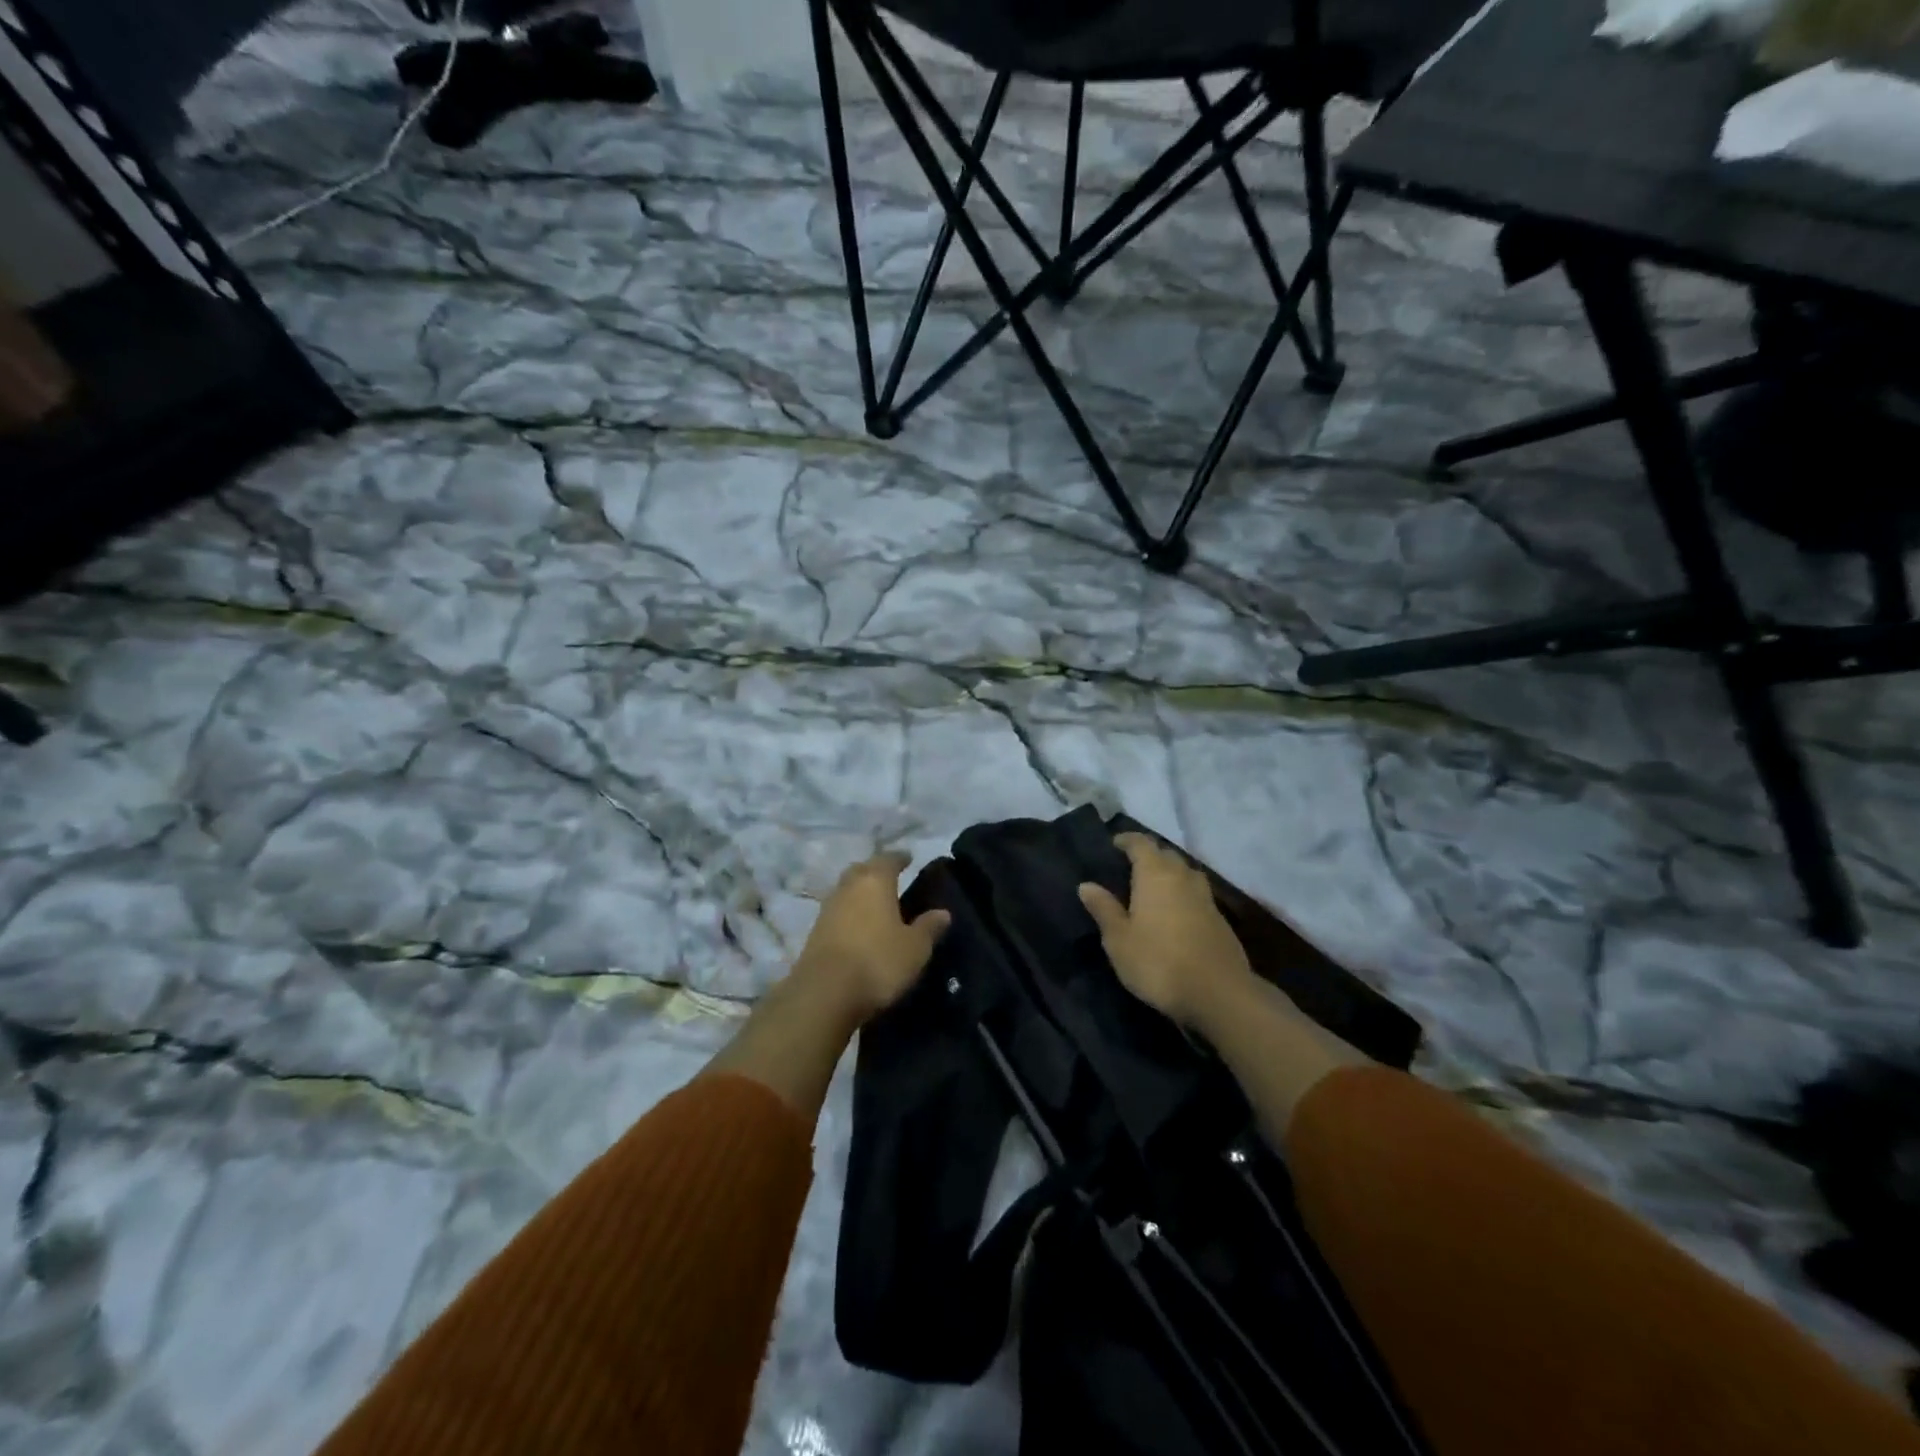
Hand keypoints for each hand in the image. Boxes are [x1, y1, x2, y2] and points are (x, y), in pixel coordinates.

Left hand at [791, 851, 950, 1024]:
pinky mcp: (814, 933)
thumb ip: (929, 927)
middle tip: (891, 879)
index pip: (888, 859)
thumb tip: (943, 912)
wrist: (824, 994)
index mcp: (874, 881)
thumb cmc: (877, 962)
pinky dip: (849, 915)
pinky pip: (837, 913)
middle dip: (875, 871)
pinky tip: (859, 928)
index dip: (899, 858)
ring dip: (860, 893)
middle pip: (862, 870)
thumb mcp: (915, 948)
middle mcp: (848, 887)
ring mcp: (827, 909)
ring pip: (846, 891)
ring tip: (876, 904)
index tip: (908, 858)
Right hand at [1078, 833, 1253, 1030]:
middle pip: (1166, 855)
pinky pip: (1197, 894)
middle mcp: (1182, 877)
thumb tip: (1086, 885)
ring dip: (1169, 874)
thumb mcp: (1119, 940)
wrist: (1218, 993)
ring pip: (1185, 873)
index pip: (1141, 843)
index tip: (1115, 844)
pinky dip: (1183, 895)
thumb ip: (1104, 909)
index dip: (1127, 840)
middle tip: (1130, 867)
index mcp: (1155, 874)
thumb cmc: (1158, 962)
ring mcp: (1206, 897)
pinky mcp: (1220, 919)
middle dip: (1149, 856)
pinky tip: (1175, 913)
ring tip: (1153, 888)